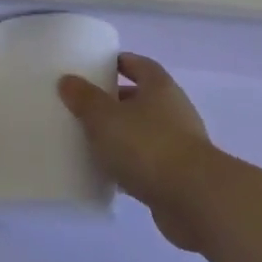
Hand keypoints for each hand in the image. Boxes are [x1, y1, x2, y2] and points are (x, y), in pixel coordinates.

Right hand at [58, 53, 218, 250]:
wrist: (194, 199)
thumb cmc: (147, 146)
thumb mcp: (105, 117)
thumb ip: (85, 98)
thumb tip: (68, 80)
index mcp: (159, 87)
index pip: (139, 65)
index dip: (119, 63)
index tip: (96, 67)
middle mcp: (173, 110)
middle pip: (141, 98)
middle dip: (115, 101)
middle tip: (85, 106)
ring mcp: (179, 144)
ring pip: (143, 132)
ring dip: (122, 135)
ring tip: (91, 140)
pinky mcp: (178, 175)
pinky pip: (147, 162)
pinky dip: (129, 164)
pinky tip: (108, 174)